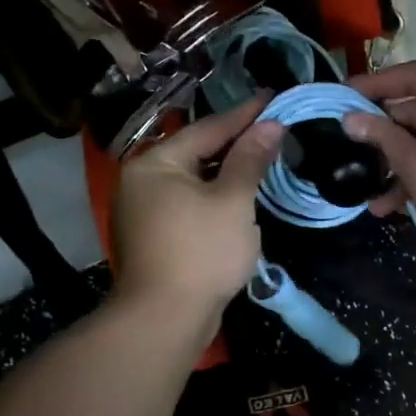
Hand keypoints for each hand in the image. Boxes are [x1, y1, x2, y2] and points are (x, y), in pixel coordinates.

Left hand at [111, 96, 283, 320]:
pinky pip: (190, 204)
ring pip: (194, 181)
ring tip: (262, 158)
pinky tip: (240, 198)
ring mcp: (144, 211)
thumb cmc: (201, 251)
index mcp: (156, 163)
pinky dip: (215, 197)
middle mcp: (142, 181)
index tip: (274, 97)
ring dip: (227, 172)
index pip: (208, 129)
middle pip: (197, 152)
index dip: (245, 114)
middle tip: (273, 128)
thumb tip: (271, 125)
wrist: (165, 319)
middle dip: (236, 143)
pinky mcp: (154, 238)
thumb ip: (250, 160)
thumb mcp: (233, 201)